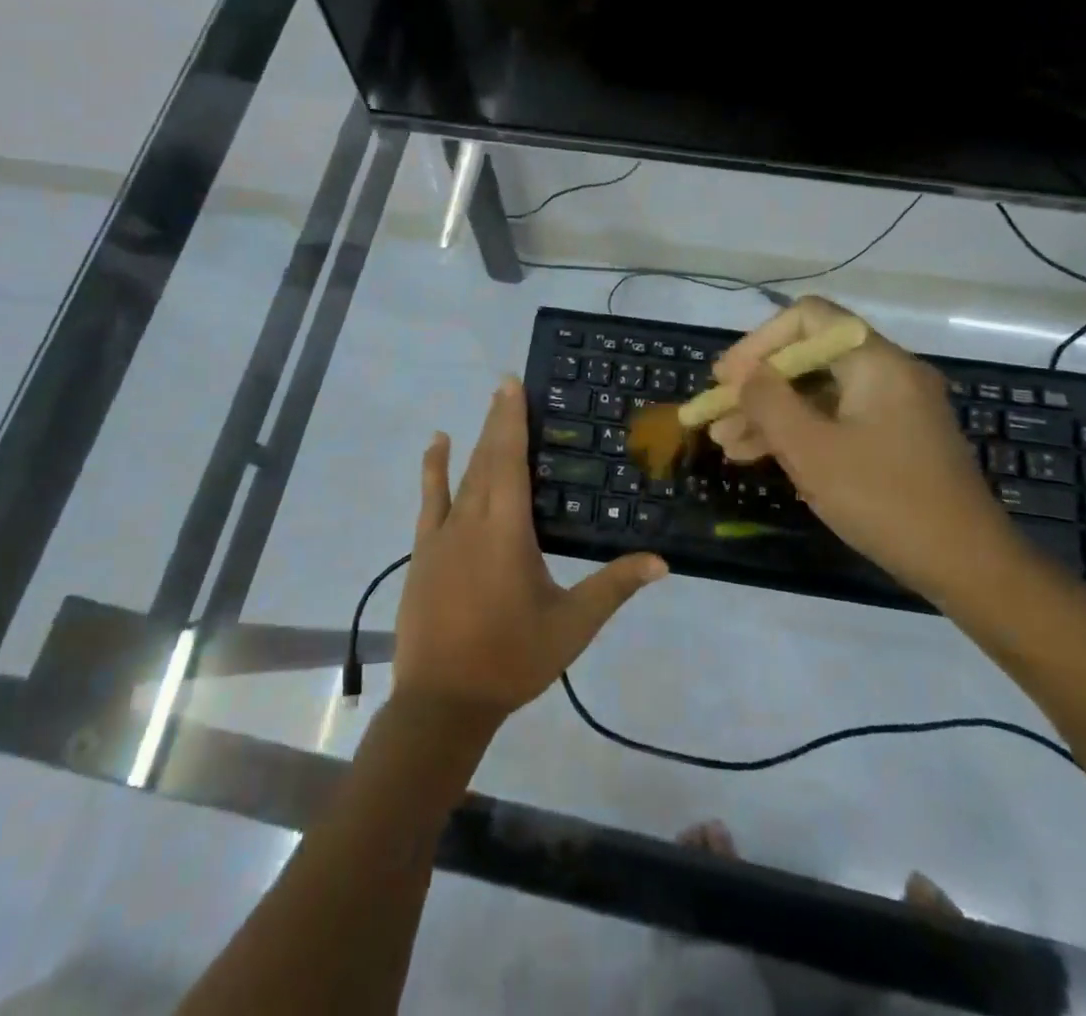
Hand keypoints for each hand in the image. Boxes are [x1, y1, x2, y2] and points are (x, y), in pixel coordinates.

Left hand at [393, 379, 667, 720]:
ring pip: (462, 474)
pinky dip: (434, 468)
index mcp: (507, 530)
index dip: (513, 420)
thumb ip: (614, 587)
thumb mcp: (572, 625)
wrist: (442, 701)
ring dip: (476, 438)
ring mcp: (442, 534)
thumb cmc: (511, 659)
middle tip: (507, 385)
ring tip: (488, 406)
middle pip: (487, 458)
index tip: (513, 385)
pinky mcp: (423, 550)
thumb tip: (662, 562)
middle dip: (498, 419)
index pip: (511, 460)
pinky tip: (436, 445)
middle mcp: (472, 520)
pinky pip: (429, 498)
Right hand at [709, 297, 1013, 597]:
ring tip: (724, 443)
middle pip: (809, 358)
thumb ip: (769, 403)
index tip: (726, 378)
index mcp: (876, 361)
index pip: (808, 318)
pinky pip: (836, 421)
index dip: (759, 342)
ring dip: (770, 414)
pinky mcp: (894, 440)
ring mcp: (893, 408)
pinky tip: (758, 455)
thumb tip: (745, 375)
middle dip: (757, 385)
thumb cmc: (884, 499)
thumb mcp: (812, 450)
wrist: (968, 566)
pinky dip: (798, 433)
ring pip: (818, 394)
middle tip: (716, 414)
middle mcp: (888, 373)